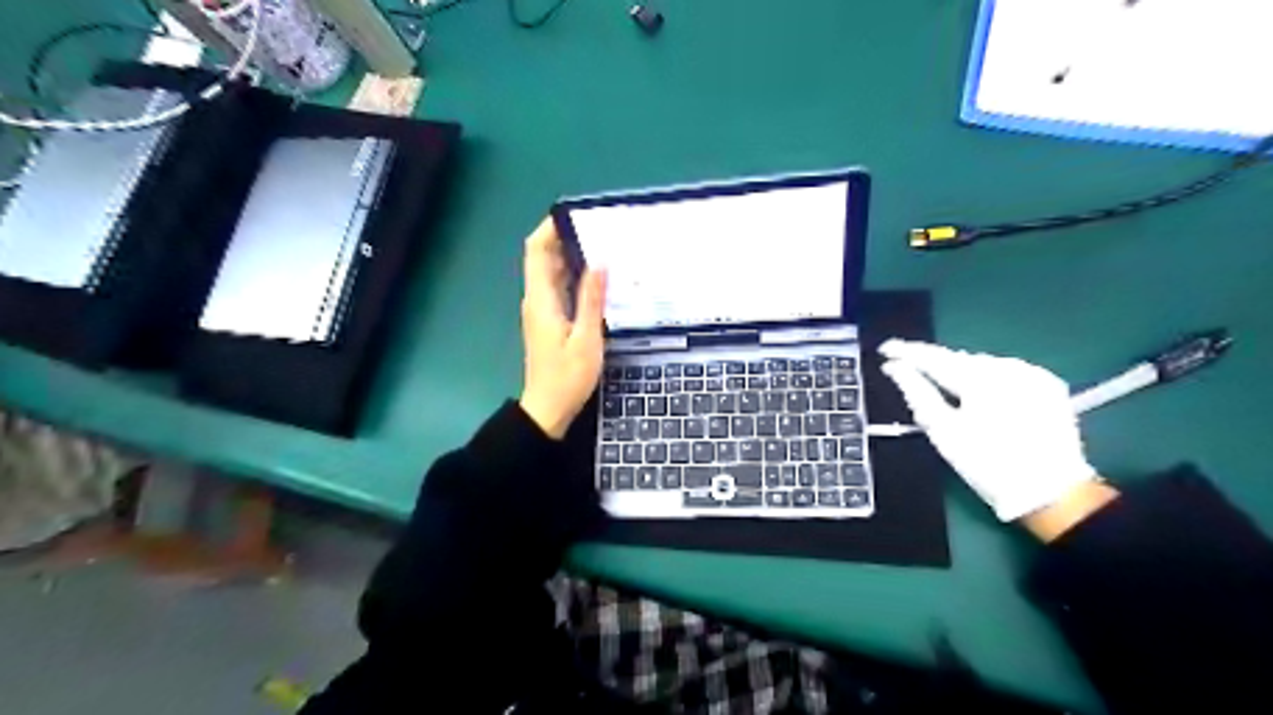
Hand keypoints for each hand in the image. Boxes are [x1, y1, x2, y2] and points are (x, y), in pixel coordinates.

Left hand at [515, 222, 604, 437]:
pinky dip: (575, 276)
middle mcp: (537, 299)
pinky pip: (559, 288)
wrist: (548, 409)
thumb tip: (600, 262)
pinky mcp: (550, 320)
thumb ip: (592, 299)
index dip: (550, 228)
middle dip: (567, 238)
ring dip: (572, 257)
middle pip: (544, 257)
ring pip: (552, 272)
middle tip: (600, 229)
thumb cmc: (567, 377)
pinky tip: (598, 278)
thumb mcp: (587, 338)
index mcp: (541, 299)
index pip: (537, 251)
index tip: (576, 214)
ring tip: (604, 246)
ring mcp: (542, 310)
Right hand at [882, 337, 1098, 522]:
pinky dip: (987, 379)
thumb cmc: (987, 464)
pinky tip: (979, 395)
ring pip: (982, 365)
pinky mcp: (1047, 385)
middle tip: (909, 370)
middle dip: (934, 364)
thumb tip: (894, 368)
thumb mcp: (943, 431)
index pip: (934, 357)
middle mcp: (1007, 367)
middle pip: (959, 359)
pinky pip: (1006, 372)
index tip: (885, 349)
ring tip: (943, 385)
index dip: (906, 352)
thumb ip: (916, 392)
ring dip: (961, 372)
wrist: (1051, 493)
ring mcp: (1031, 374)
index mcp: (979, 377)